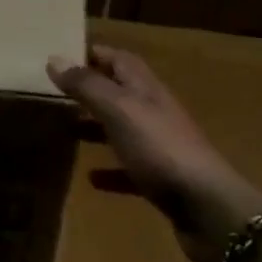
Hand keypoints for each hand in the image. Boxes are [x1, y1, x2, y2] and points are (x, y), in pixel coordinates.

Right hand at [48, 44, 261, 261]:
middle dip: (90, 91)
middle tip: (55, 94)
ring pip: (122, 129)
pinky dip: (110, 170)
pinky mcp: (161, 180)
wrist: (207, 207)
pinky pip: (129, 169)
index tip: (61, 56)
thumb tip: (54, 58)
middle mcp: (154, 112)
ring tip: (65, 130)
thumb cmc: (160, 149)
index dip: (93, 54)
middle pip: (119, 93)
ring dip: (96, 127)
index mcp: (146, 89)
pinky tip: (91, 178)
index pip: (119, 59)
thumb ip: (87, 85)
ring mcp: (159, 146)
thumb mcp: (119, 110)